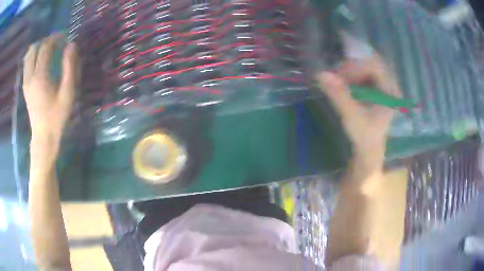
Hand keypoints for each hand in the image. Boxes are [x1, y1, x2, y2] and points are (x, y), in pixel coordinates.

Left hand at [23, 35, 77, 149]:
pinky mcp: (25, 87)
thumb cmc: (57, 116)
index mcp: (40, 76)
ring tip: (47, 50)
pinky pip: (27, 65)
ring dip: (38, 48)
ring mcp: (26, 82)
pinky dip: (33, 57)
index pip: (45, 47)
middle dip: (45, 41)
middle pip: (35, 49)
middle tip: (56, 43)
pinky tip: (40, 60)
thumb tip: (71, 45)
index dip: (55, 38)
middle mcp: (30, 76)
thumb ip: (70, 67)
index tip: (64, 37)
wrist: (43, 137)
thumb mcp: (68, 92)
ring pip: (28, 56)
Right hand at [316, 55, 399, 175]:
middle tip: (337, 73)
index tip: (340, 74)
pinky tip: (342, 81)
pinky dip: (351, 74)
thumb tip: (321, 74)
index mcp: (390, 91)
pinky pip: (363, 73)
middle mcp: (388, 85)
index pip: (376, 66)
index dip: (357, 65)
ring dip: (351, 69)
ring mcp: (382, 86)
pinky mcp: (374, 89)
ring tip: (337, 78)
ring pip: (366, 66)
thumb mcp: (352, 116)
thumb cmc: (365, 136)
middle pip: (371, 62)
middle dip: (353, 65)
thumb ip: (339, 95)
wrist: (368, 150)